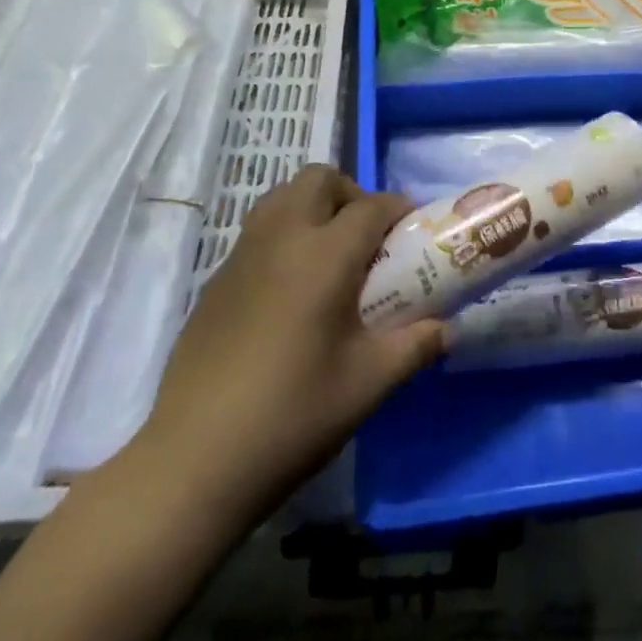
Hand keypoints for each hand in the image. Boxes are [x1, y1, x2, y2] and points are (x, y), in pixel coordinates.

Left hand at [135, 166, 444, 518]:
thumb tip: (447, 329)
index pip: (371, 207)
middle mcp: (282, 238)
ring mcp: (241, 256)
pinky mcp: (215, 281)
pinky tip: (290, 291)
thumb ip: (415, 346)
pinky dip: (283, 236)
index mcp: (325, 255)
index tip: (413, 229)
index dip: (398, 209)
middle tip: (367, 238)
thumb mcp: (369, 383)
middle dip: (351, 193)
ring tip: (330, 255)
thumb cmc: (293, 414)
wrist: (194, 460)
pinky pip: (257, 232)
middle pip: (319, 180)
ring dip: (313, 207)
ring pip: (281, 197)